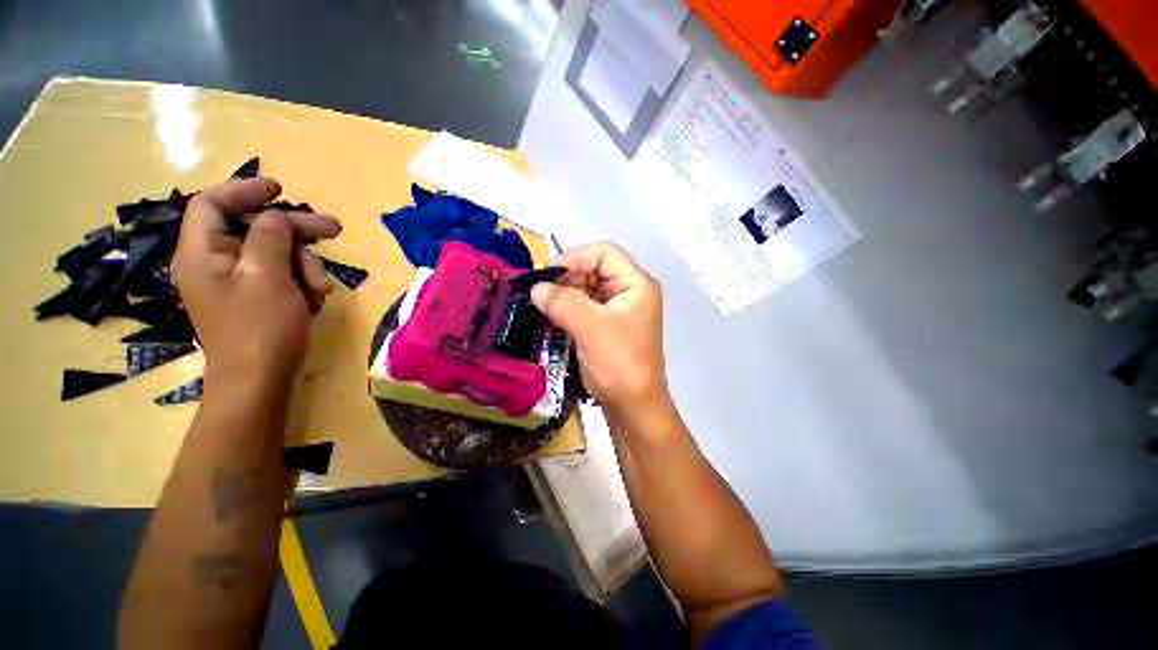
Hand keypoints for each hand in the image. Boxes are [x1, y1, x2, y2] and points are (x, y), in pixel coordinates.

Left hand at [172, 178, 341, 388]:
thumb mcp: (268, 278)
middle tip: (334, 230)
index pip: (212, 204)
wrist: (258, 382)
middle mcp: (214, 263)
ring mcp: (235, 283)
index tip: (280, 190)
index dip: (244, 191)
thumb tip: (277, 216)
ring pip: (274, 254)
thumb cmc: (260, 329)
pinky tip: (314, 299)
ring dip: (304, 266)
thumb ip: (270, 238)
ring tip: (322, 289)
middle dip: (294, 231)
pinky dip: (300, 283)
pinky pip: (279, 277)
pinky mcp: (253, 299)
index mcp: (202, 253)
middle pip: (253, 229)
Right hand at [531, 243, 667, 416]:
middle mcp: (630, 292)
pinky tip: (552, 317)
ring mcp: (619, 310)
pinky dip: (568, 309)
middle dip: (567, 278)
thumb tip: (535, 287)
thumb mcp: (591, 329)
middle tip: (541, 293)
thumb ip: (563, 303)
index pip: (604, 253)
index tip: (547, 275)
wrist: (634, 408)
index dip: (575, 257)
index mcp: (636, 284)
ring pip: (587, 289)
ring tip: (543, 306)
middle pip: (594, 269)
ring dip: (565, 295)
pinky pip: (585, 308)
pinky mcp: (608, 327)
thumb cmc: (620, 365)